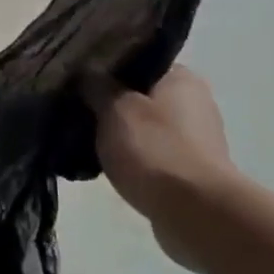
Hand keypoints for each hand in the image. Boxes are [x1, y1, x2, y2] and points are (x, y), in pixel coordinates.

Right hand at [85, 65, 234, 270]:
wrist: (195, 213)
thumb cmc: (154, 149)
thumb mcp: (114, 109)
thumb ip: (97, 86)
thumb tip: (86, 73)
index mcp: (181, 78)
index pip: (138, 61)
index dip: (106, 68)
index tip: (78, 79)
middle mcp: (195, 102)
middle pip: (141, 95)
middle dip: (110, 103)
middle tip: (76, 109)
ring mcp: (196, 139)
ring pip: (145, 127)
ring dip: (121, 133)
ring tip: (85, 140)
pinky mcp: (191, 171)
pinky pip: (152, 155)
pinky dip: (133, 158)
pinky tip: (107, 165)